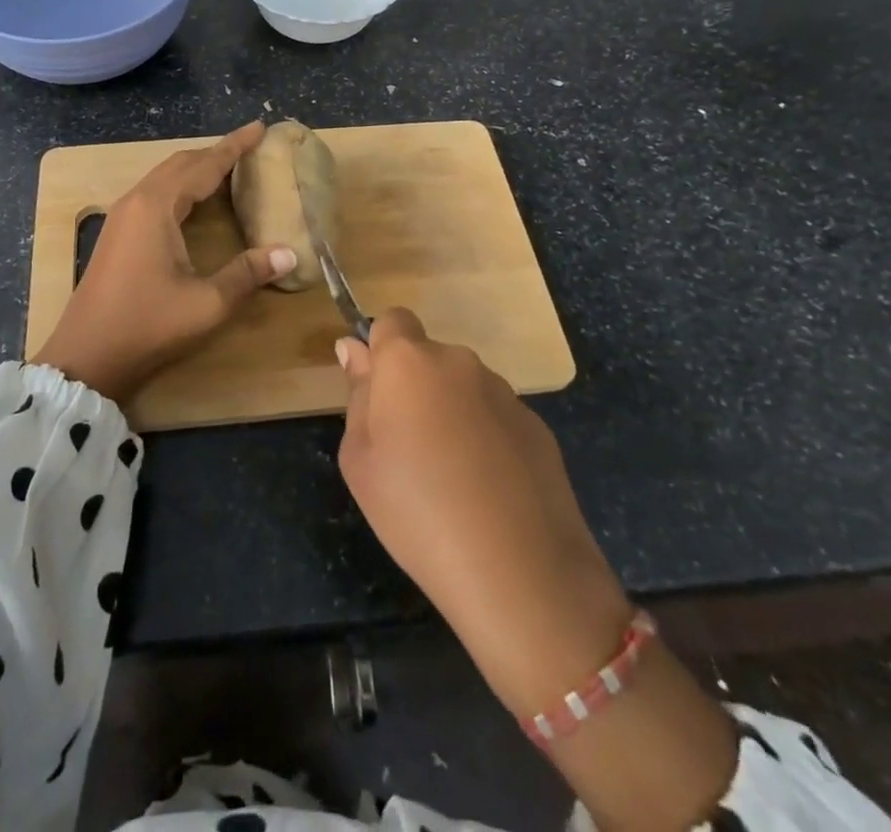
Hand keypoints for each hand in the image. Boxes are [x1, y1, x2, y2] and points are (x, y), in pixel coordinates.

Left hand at [36, 121, 295, 404]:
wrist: (86, 357)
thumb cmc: (147, 325)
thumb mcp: (206, 303)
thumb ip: (247, 274)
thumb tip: (288, 253)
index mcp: (156, 207)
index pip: (203, 165)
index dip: (234, 146)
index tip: (260, 127)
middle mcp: (136, 201)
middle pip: (180, 164)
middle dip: (215, 152)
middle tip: (249, 148)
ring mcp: (122, 216)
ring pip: (164, 177)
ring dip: (196, 168)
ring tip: (228, 168)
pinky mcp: (117, 233)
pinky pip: (154, 193)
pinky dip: (181, 186)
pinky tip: (194, 201)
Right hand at [334, 308, 630, 716]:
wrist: (518, 570)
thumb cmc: (416, 510)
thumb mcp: (359, 459)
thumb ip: (357, 395)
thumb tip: (354, 349)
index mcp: (409, 362)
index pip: (392, 321)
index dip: (382, 350)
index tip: (378, 394)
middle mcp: (458, 362)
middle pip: (428, 357)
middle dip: (415, 387)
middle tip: (407, 448)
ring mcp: (503, 392)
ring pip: (463, 387)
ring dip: (451, 412)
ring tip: (451, 477)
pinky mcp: (536, 425)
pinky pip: (495, 416)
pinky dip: (486, 438)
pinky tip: (488, 490)